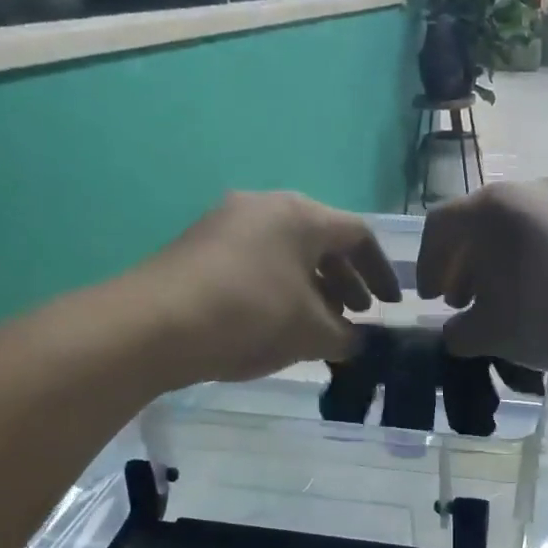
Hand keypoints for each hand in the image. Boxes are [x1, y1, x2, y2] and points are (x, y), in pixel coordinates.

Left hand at [127, 191, 400, 387]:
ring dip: (313, 287)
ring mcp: (227, 222)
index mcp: (301, 215)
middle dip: (346, 281)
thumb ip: (348, 337)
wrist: (156, 324)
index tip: (391, 306)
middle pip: (322, 240)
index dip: (381, 272)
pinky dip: (280, 287)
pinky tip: (277, 322)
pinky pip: (257, 261)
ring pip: (287, 252)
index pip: (359, 235)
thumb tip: (359, 342)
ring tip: (320, 324)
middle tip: (357, 315)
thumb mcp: (312, 333)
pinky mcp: (200, 245)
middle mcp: (266, 206)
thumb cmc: (251, 317)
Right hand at [416, 180, 547, 370]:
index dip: (426, 266)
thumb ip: (460, 333)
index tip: (429, 300)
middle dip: (461, 268)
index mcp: (490, 208)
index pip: (439, 227)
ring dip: (494, 268)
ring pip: (511, 231)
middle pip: (476, 225)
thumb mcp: (494, 334)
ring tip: (498, 306)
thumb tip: (456, 332)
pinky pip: (542, 236)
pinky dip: (526, 263)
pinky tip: (537, 297)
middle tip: (460, 304)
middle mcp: (524, 191)